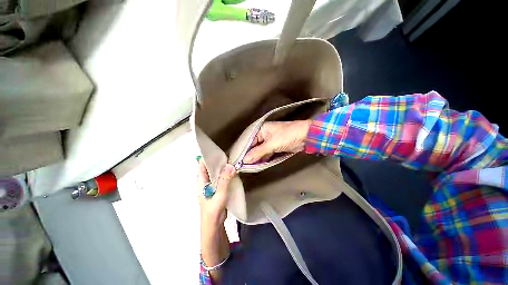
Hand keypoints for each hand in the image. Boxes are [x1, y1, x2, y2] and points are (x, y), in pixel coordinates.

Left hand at [197, 160, 235, 225]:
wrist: (214, 226)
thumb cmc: (213, 211)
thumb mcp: (220, 195)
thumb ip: (225, 180)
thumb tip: (231, 165)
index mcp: (201, 181)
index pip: (202, 164)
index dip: (209, 156)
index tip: (219, 149)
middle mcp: (205, 181)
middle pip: (210, 167)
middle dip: (219, 160)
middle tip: (230, 154)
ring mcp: (211, 185)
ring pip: (216, 172)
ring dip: (223, 167)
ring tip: (233, 160)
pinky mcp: (217, 188)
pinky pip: (221, 178)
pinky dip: (226, 173)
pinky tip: (233, 171)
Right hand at [243, 120, 310, 163]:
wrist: (306, 136)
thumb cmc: (287, 136)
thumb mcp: (271, 144)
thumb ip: (258, 152)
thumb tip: (245, 160)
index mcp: (261, 130)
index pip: (249, 141)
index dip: (244, 150)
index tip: (238, 160)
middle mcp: (263, 135)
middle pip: (254, 146)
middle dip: (250, 155)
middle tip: (242, 166)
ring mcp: (269, 142)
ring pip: (260, 151)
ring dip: (256, 158)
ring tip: (248, 167)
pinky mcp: (275, 147)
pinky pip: (266, 154)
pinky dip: (263, 159)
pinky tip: (258, 165)